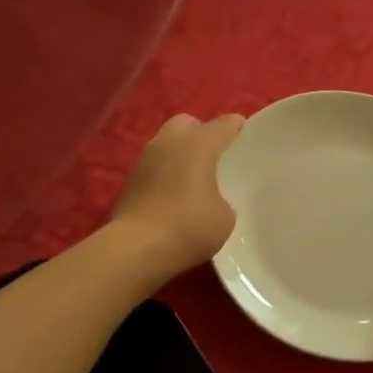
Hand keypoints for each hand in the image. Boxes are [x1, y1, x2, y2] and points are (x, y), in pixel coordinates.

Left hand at [110, 113, 245, 279]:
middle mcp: (170, 142)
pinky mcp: (130, 179)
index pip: (223, 125)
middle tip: (213, 157)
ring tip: (192, 177)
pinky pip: (155, 166)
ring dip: (179, 154)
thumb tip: (212, 200)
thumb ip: (223, 200)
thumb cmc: (189, 227)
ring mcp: (145, 159)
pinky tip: (172, 194)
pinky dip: (164, 173)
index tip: (243, 133)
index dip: (235, 128)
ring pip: (167, 144)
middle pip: (188, 124)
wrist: (137, 247)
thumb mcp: (224, 218)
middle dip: (200, 134)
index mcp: (199, 144)